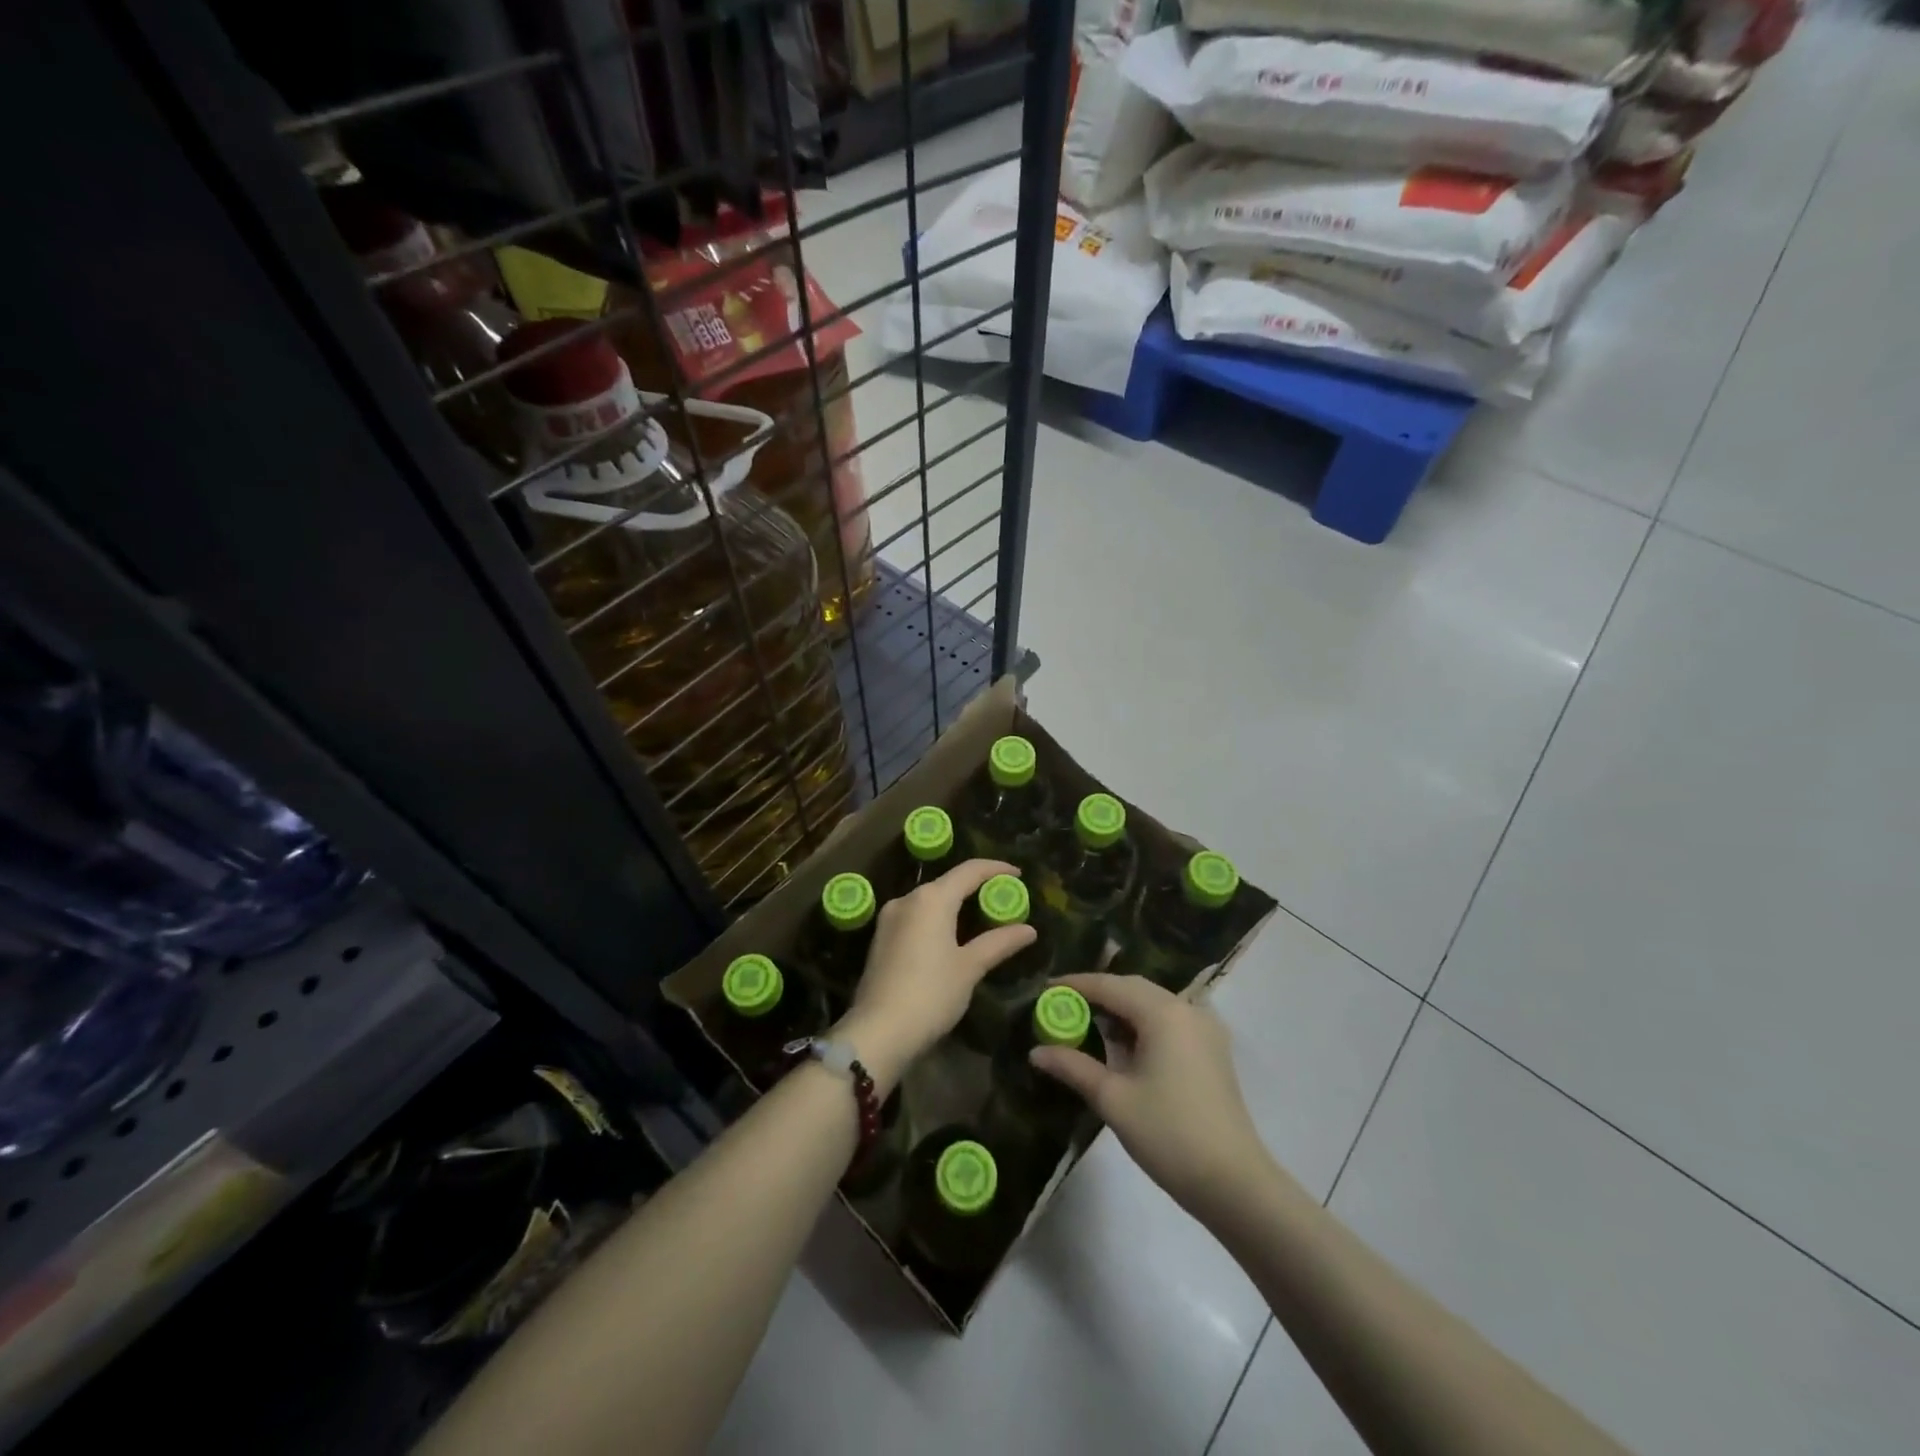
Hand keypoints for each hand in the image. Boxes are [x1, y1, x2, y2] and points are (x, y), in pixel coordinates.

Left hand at [834, 859, 1035, 1091]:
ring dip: (956, 904)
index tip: (1019, 874)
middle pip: (948, 883)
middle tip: (1003, 899)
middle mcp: (907, 899)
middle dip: (976, 887)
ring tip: (981, 917)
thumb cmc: (931, 993)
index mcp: (931, 898)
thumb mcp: (970, 967)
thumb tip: (1029, 930)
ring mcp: (889, 918)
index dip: (996, 868)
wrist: (879, 1032)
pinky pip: (916, 917)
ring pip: (930, 901)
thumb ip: (999, 943)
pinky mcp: (881, 938)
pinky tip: (951, 936)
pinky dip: (938, 919)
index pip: (969, 870)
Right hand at [1029, 972, 1269, 1217]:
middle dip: (1097, 994)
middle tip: (1061, 1006)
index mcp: (1163, 1012)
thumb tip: (1036, 1051)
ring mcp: (1204, 1029)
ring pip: (1152, 1004)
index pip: (1110, 985)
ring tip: (1085, 1025)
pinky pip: (1168, 1021)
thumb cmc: (1169, 1135)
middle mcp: (1187, 1009)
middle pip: (1132, 988)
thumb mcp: (1113, 1099)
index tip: (1044, 989)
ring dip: (1119, 1010)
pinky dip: (1141, 1025)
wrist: (1234, 1183)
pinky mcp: (1211, 1050)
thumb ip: (1073, 1067)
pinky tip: (1122, 1046)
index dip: (1075, 984)